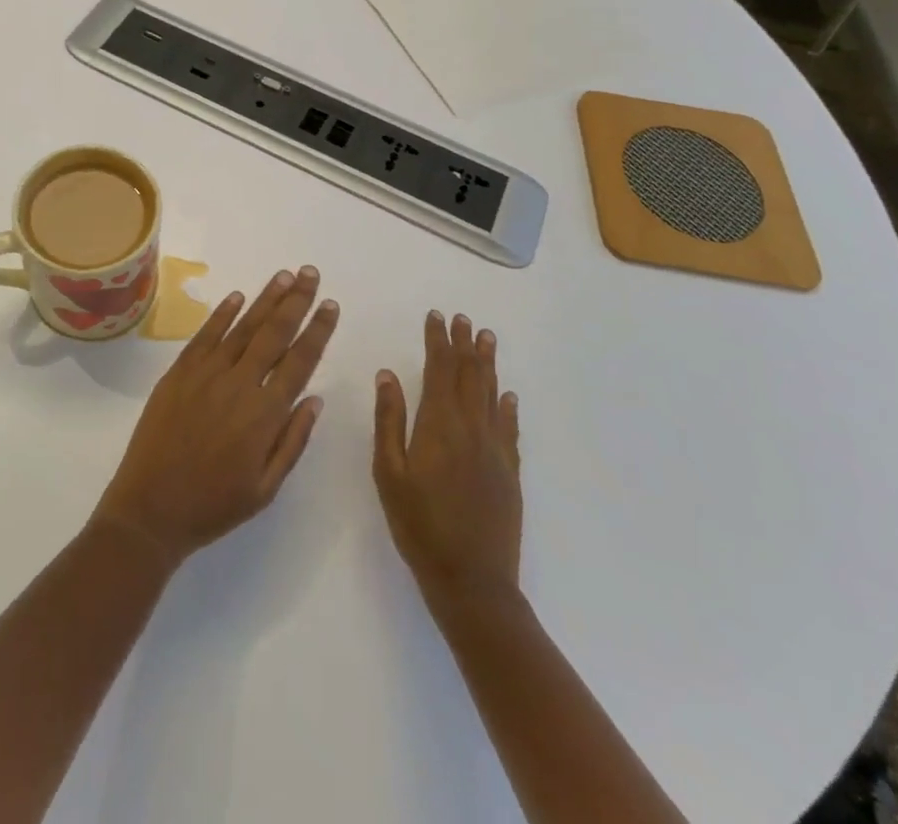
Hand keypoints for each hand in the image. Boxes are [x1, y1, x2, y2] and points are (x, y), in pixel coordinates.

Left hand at [92, 267, 337, 567]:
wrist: (151, 509)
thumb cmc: (214, 505)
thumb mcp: (265, 488)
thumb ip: (292, 440)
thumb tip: (314, 398)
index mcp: (265, 414)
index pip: (300, 361)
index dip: (317, 331)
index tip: (330, 305)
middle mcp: (239, 384)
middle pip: (274, 333)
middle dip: (296, 301)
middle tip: (310, 273)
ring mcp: (206, 374)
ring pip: (242, 327)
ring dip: (265, 299)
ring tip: (284, 275)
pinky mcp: (179, 372)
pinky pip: (205, 336)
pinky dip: (223, 314)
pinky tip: (238, 297)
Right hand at [374, 311, 522, 610]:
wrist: (472, 580)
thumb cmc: (419, 525)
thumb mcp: (389, 472)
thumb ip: (389, 420)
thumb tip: (388, 375)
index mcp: (439, 425)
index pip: (440, 369)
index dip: (438, 341)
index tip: (436, 317)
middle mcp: (471, 428)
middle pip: (469, 375)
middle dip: (464, 344)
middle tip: (463, 318)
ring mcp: (495, 450)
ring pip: (491, 394)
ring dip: (487, 364)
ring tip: (487, 338)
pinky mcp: (509, 472)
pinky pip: (509, 428)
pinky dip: (507, 406)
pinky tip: (507, 395)